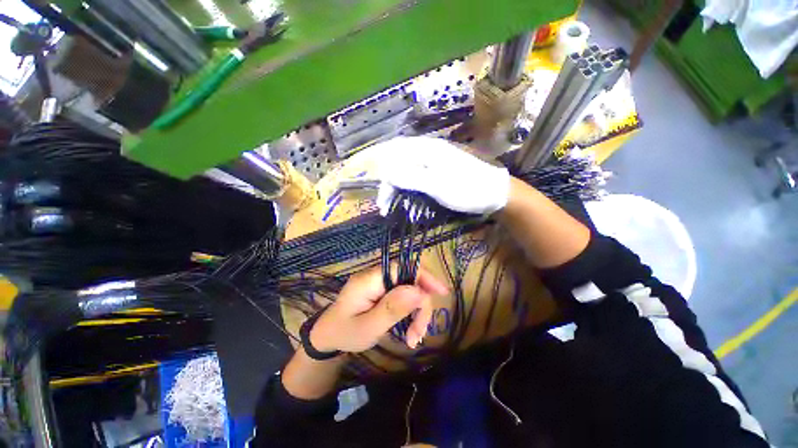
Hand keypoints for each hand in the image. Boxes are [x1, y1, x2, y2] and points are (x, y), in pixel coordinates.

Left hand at [310, 265, 448, 351]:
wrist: (327, 337)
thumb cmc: (344, 333)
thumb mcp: (367, 328)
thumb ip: (392, 308)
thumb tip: (419, 291)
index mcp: (369, 280)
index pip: (402, 267)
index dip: (424, 276)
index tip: (441, 293)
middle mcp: (375, 276)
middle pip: (409, 278)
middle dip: (421, 304)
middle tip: (419, 333)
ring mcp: (379, 282)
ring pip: (409, 288)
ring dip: (417, 311)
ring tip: (413, 337)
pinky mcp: (382, 290)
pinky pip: (403, 295)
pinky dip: (411, 311)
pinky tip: (410, 329)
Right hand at [373, 136, 510, 215]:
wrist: (496, 194)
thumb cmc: (468, 189)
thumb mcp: (438, 185)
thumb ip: (411, 177)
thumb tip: (386, 172)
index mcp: (426, 149)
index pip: (393, 153)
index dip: (380, 170)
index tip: (376, 192)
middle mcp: (427, 151)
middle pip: (397, 163)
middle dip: (388, 185)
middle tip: (384, 206)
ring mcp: (433, 161)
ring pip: (405, 171)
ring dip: (396, 188)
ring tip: (391, 206)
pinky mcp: (437, 171)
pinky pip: (415, 177)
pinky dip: (407, 189)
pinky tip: (406, 199)